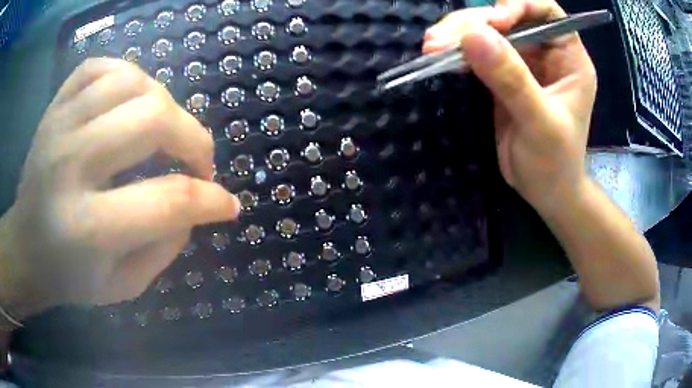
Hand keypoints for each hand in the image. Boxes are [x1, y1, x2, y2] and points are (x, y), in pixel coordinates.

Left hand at [0, 58, 239, 321]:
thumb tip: (195, 205)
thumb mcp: (124, 285)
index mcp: (87, 226)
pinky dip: (129, 75)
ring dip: (164, 104)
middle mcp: (70, 163)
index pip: (166, 201)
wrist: (25, 247)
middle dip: (193, 139)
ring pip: (133, 81)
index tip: (227, 205)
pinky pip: (102, 66)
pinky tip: (132, 100)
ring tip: (165, 131)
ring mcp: (60, 125)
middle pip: (152, 120)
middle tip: (197, 163)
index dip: (210, 200)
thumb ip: (164, 247)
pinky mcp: (55, 105)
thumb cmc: (70, 276)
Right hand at [423, 0, 596, 215]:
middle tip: (442, 40)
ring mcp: (521, 62)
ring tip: (432, 47)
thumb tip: (473, 35)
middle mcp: (545, 52)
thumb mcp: (540, 122)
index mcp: (568, 57)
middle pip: (508, 18)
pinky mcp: (500, 75)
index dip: (519, 6)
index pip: (546, 11)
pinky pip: (476, 53)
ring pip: (487, 32)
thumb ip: (512, 79)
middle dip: (475, 23)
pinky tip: (437, 56)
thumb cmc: (555, 162)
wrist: (544, 192)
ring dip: (458, 35)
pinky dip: (456, 52)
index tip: (494, 21)